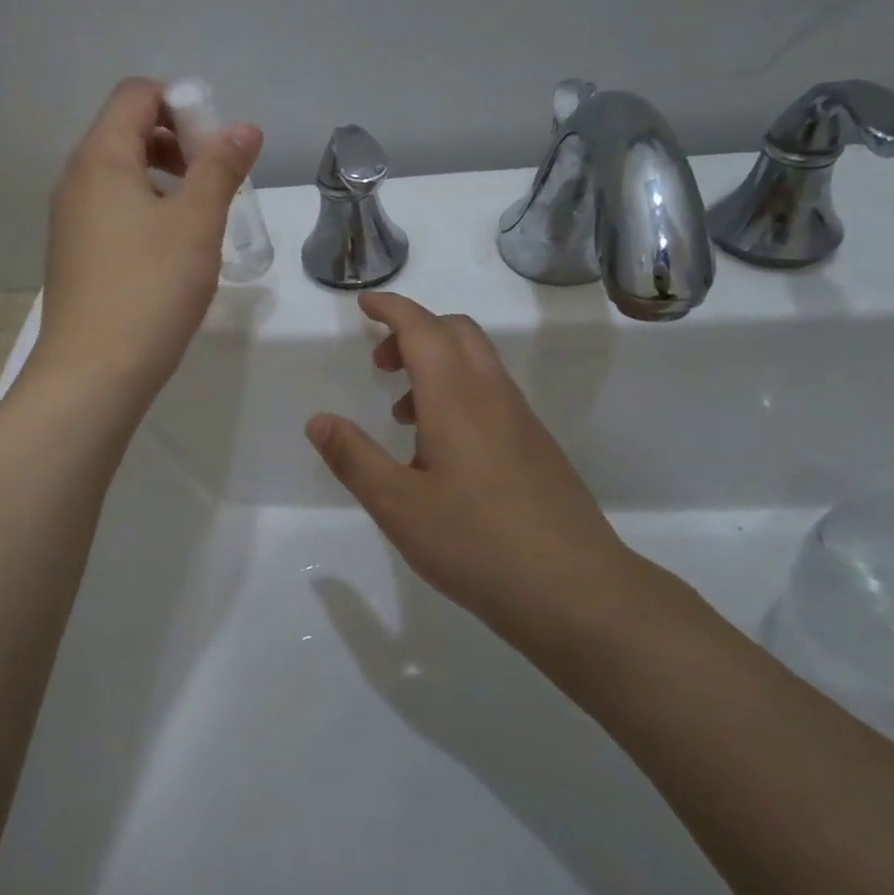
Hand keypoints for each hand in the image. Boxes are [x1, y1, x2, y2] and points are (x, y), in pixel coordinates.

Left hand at [30, 78, 261, 411]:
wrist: (92, 374)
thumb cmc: (149, 290)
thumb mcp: (196, 224)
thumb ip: (221, 168)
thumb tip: (243, 128)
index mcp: (101, 158)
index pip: (136, 94)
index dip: (182, 103)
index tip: (217, 145)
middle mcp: (77, 180)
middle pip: (127, 130)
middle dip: (178, 142)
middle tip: (216, 181)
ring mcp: (71, 219)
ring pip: (122, 174)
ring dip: (166, 179)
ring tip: (201, 219)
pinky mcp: (75, 254)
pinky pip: (113, 209)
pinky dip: (147, 210)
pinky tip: (173, 252)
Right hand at [305, 291, 650, 649]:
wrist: (575, 590)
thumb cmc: (475, 543)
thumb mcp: (398, 505)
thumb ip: (353, 458)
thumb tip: (318, 421)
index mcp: (456, 397)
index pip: (421, 328)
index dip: (391, 309)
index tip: (364, 304)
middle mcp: (492, 395)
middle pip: (456, 332)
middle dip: (414, 331)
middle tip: (379, 364)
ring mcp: (521, 420)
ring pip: (477, 363)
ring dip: (436, 365)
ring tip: (403, 415)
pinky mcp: (537, 446)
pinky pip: (492, 394)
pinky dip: (459, 393)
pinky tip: (442, 451)